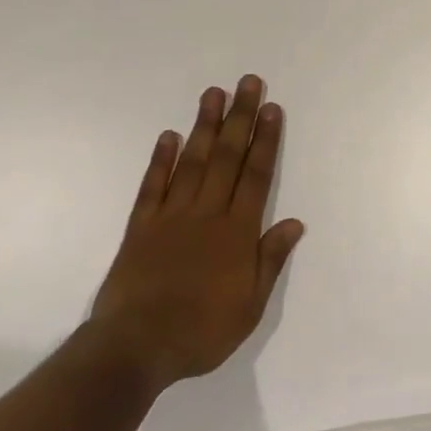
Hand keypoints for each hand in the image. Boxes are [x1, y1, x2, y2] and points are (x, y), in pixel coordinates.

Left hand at [90, 76, 303, 390]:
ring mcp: (171, 216)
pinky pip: (153, 186)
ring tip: (213, 93)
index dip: (265, 140)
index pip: (255, 176)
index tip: (271, 109)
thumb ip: (270, 259)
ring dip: (204, 126)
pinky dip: (161, 160)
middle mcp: (207, 214)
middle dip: (239, 118)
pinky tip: (168, 136)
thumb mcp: (250, 305)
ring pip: (192, 162)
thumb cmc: (201, 330)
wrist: (136, 347)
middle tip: (247, 83)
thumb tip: (295, 222)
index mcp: (237, 232)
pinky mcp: (141, 226)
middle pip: (227, 157)